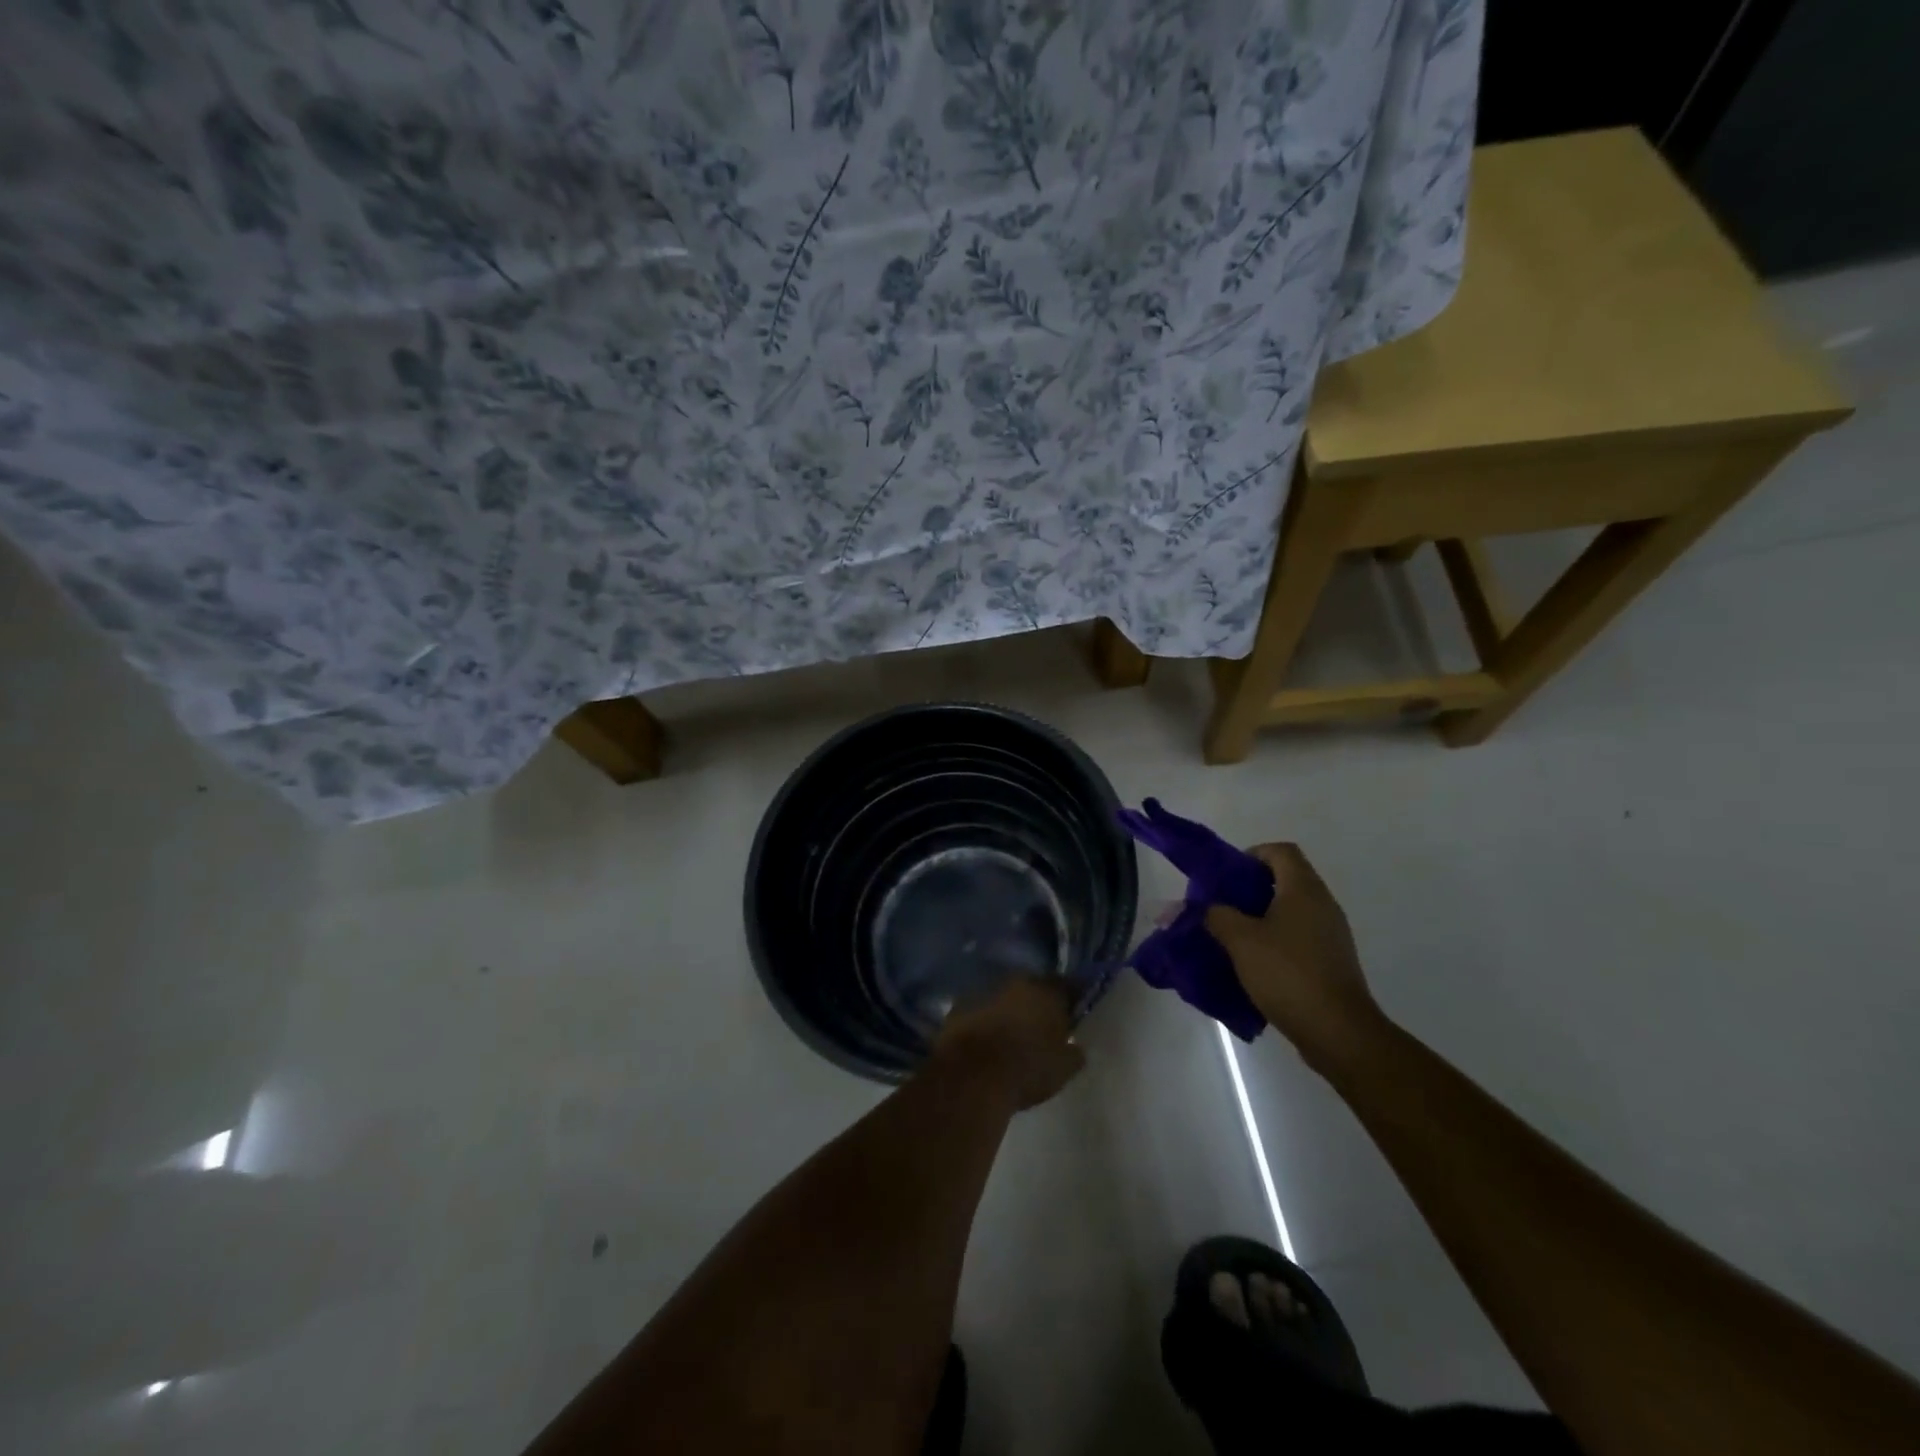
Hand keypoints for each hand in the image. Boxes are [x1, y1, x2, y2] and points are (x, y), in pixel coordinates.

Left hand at [931, 978, 1084, 1110]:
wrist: (972, 1075)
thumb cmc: (1026, 1069)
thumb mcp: (1063, 1069)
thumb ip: (1073, 1053)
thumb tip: (1075, 1047)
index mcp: (1047, 991)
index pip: (1067, 986)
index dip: (1070, 1000)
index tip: (1072, 1014)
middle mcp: (1016, 982)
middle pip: (1032, 988)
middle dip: (1037, 1003)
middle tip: (1041, 1026)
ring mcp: (984, 991)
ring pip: (1003, 997)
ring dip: (1008, 1011)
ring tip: (1011, 1037)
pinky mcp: (958, 1006)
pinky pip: (979, 1010)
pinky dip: (985, 1021)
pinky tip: (986, 1043)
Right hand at [1206, 844, 1385, 1069]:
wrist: (1338, 1031)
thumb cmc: (1287, 973)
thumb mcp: (1241, 941)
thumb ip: (1216, 916)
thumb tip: (1202, 908)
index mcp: (1303, 889)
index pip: (1280, 851)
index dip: (1252, 854)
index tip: (1228, 877)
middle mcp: (1323, 904)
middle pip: (1285, 879)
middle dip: (1250, 889)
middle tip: (1222, 907)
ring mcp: (1331, 933)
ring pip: (1291, 910)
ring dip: (1261, 917)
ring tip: (1233, 937)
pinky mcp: (1332, 960)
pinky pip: (1299, 936)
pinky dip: (1276, 940)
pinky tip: (1255, 963)